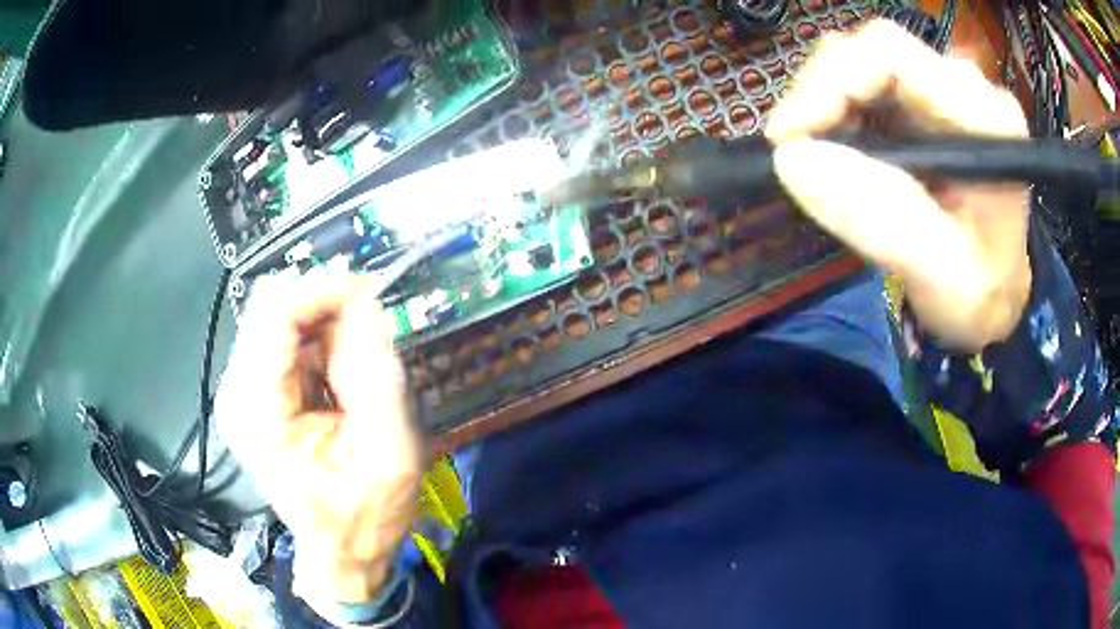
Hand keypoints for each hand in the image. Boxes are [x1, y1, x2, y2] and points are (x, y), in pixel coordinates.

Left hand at [215, 272, 421, 603]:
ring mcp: (243, 390)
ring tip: (361, 357)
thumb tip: (367, 303)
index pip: (275, 315)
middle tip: (373, 320)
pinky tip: (342, 370)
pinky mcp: (255, 391)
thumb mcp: (390, 450)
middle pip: (271, 309)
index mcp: (258, 412)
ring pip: (279, 318)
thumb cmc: (365, 515)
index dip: (323, 289)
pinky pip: (285, 339)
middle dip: (325, 304)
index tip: (371, 289)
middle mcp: (238, 392)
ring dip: (324, 323)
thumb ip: (377, 374)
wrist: (342, 549)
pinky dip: (318, 339)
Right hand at [768, 20, 1031, 350]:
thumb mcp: (940, 274)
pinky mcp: (922, 103)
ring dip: (826, 106)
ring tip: (820, 160)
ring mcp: (941, 90)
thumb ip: (881, 219)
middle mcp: (964, 87)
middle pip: (870, 51)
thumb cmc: (980, 295)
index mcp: (985, 118)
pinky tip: (839, 155)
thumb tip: (793, 159)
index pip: (891, 54)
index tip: (788, 137)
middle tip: (796, 153)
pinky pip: (862, 86)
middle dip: (822, 95)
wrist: (993, 297)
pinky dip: (835, 115)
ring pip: (859, 63)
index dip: (830, 81)